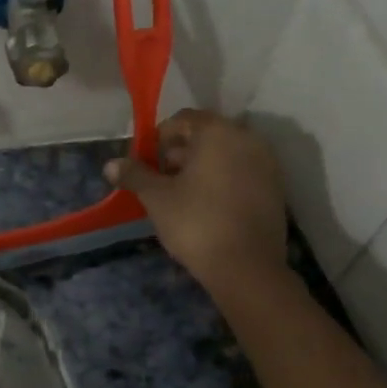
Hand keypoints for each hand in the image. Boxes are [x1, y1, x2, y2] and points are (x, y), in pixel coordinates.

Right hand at [105, 109, 287, 294]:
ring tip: (182, 195)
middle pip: (206, 135)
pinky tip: (207, 206)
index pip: (183, 119)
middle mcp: (247, 139)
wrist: (246, 267)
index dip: (160, 138)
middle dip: (180, 153)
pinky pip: (242, 172)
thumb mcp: (156, 198)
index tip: (146, 163)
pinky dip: (223, 179)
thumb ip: (134, 175)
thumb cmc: (196, 223)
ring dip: (202, 166)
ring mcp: (266, 163)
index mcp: (218, 132)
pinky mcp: (275, 188)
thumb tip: (110, 165)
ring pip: (226, 154)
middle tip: (161, 180)